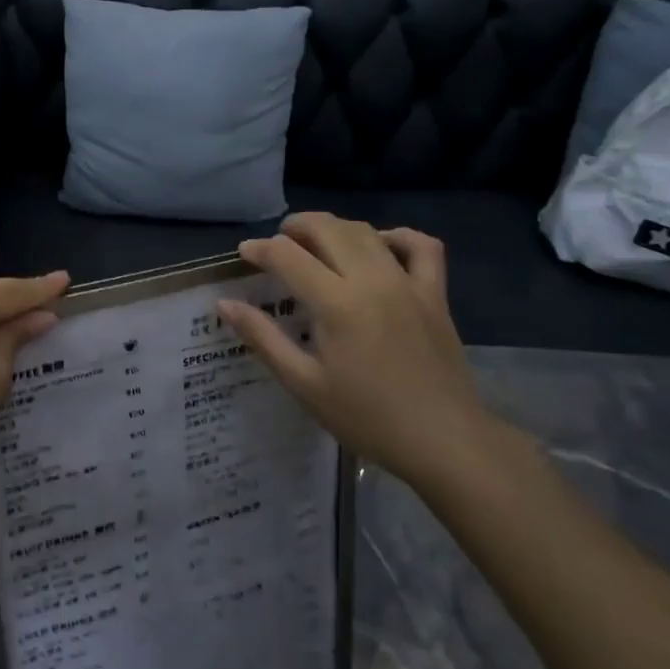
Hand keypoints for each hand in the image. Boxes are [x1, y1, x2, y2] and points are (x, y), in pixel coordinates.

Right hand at [219, 214, 501, 495]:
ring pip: (367, 231)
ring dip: (335, 227)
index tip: (244, 254)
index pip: (288, 256)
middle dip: (295, 226)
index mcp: (337, 304)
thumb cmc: (367, 418)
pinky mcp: (435, 294)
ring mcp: (408, 283)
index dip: (260, 249)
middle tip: (277, 243)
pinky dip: (398, 236)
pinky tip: (381, 247)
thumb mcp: (304, 384)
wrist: (444, 441)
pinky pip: (421, 246)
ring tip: (316, 242)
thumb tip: (225, 304)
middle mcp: (372, 281)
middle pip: (327, 229)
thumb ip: (263, 338)